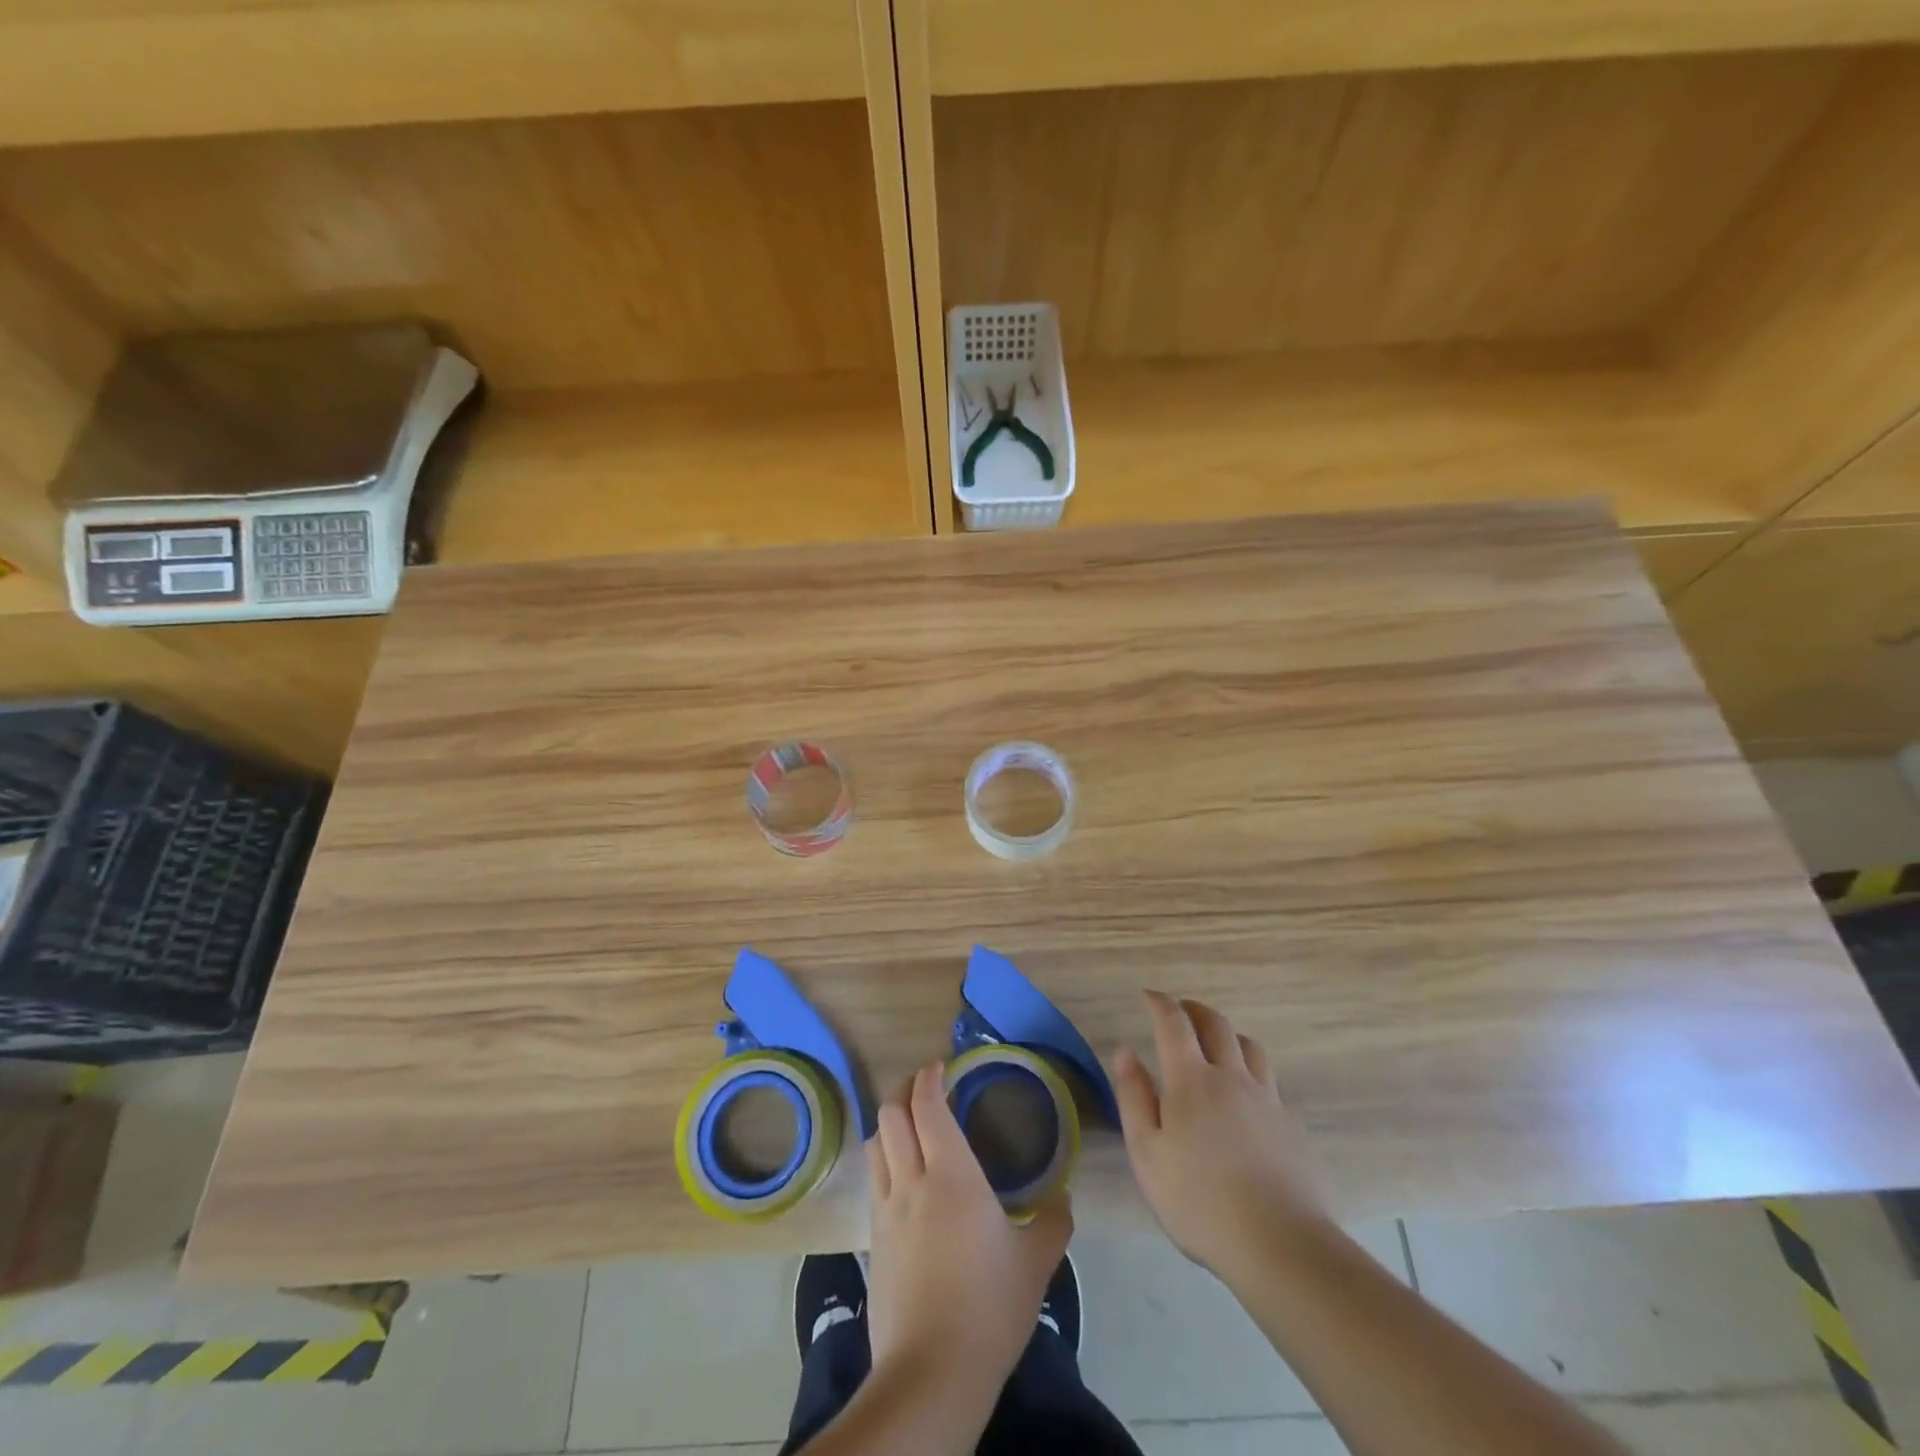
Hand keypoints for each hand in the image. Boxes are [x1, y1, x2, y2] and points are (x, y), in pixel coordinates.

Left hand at [865, 1062, 1072, 1390]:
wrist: (932, 1371)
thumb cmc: (989, 1307)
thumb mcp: (1036, 1264)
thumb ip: (1054, 1222)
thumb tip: (1063, 1198)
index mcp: (952, 1175)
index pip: (928, 1105)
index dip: (929, 1077)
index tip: (941, 1066)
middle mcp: (912, 1180)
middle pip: (891, 1114)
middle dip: (905, 1089)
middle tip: (925, 1086)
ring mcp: (886, 1210)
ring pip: (876, 1143)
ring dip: (889, 1121)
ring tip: (909, 1123)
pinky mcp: (873, 1239)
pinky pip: (874, 1180)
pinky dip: (884, 1158)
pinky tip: (902, 1175)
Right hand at [1112, 991, 1329, 1277]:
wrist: (1281, 1245)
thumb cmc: (1200, 1201)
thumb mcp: (1147, 1153)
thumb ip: (1133, 1097)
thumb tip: (1126, 1051)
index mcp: (1192, 1080)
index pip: (1174, 1023)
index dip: (1160, 1003)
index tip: (1148, 995)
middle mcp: (1232, 1077)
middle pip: (1217, 1024)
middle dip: (1194, 1009)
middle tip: (1181, 1011)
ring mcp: (1267, 1100)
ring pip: (1250, 1047)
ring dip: (1228, 1035)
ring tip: (1216, 1045)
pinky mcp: (1292, 1126)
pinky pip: (1269, 1081)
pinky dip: (1251, 1072)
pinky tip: (1246, 1096)